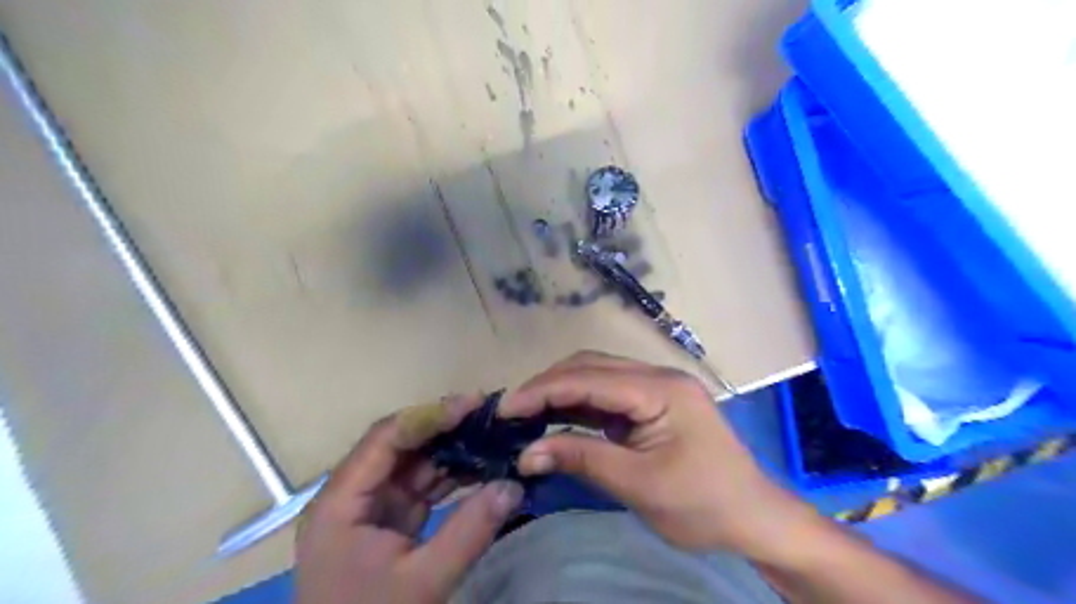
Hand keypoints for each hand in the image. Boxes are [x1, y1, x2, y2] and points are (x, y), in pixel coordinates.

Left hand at [295, 397, 523, 603]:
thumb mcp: (423, 582)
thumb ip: (470, 531)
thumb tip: (514, 484)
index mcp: (341, 501)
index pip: (386, 438)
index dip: (430, 415)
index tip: (474, 403)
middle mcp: (351, 494)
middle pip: (400, 445)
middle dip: (445, 427)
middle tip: (489, 414)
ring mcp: (371, 508)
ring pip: (414, 463)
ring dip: (452, 450)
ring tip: (492, 435)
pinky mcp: (389, 522)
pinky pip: (422, 487)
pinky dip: (451, 476)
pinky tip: (481, 467)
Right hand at [495, 351, 815, 559]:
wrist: (753, 518)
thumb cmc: (704, 505)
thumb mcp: (640, 485)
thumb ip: (582, 459)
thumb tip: (527, 453)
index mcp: (661, 389)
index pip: (590, 379)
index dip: (543, 390)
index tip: (505, 408)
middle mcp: (658, 376)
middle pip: (592, 367)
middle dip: (548, 385)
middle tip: (511, 411)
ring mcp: (656, 388)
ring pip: (597, 376)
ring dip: (560, 392)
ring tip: (525, 413)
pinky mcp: (652, 404)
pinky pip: (607, 395)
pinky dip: (578, 405)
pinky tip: (555, 417)